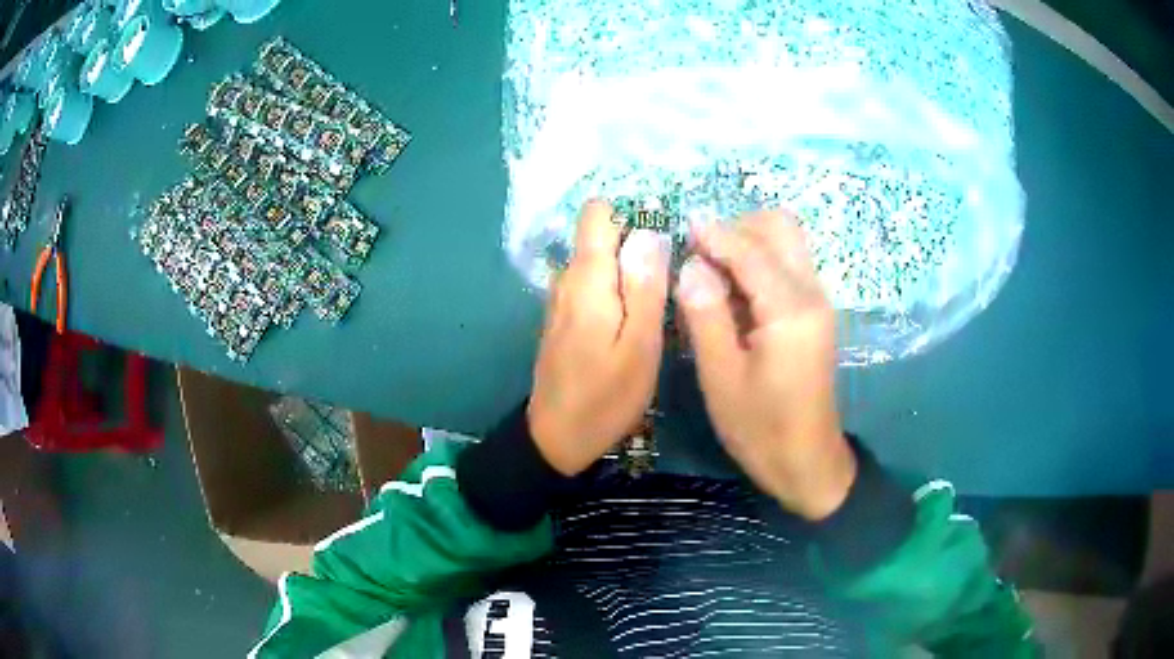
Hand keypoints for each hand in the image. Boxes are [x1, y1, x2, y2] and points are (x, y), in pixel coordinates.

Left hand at [528, 201, 671, 476]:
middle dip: (637, 244)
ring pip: (600, 262)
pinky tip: (635, 318)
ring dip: (629, 270)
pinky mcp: (563, 318)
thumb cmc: (605, 397)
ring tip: (659, 301)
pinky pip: (593, 285)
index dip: (631, 214)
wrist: (556, 438)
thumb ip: (645, 286)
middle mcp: (567, 279)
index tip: (663, 238)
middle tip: (671, 280)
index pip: (597, 213)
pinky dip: (616, 289)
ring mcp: (561, 299)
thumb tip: (649, 232)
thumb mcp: (639, 345)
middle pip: (602, 236)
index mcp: (586, 278)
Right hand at [675, 211, 855, 519]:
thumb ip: (705, 316)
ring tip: (710, 271)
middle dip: (737, 229)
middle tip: (699, 254)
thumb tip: (691, 266)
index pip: (750, 250)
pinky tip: (731, 290)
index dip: (714, 234)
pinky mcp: (815, 314)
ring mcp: (817, 302)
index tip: (682, 225)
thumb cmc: (761, 429)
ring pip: (786, 243)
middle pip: (780, 228)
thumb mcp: (721, 377)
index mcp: (790, 310)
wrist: (807, 462)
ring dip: (748, 243)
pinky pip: (787, 266)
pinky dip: (759, 263)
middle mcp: (811, 294)